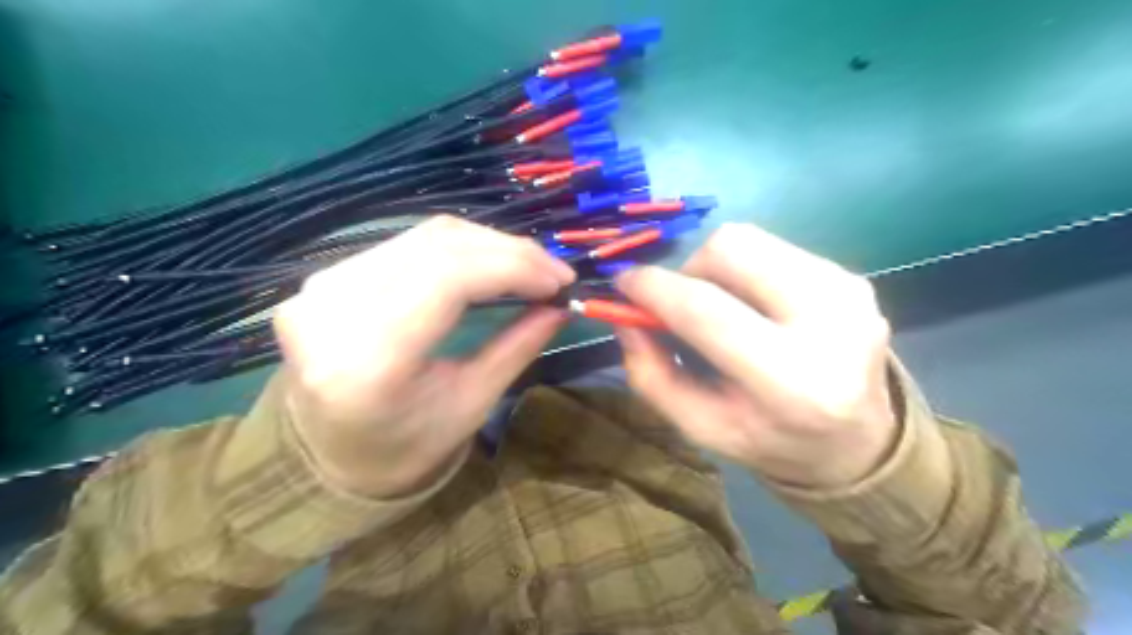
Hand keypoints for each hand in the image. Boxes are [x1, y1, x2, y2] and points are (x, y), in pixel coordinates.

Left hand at [274, 215, 574, 498]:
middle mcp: (333, 312)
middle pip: (437, 247)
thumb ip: (517, 348)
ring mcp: (321, 288)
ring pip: (424, 236)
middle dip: (509, 252)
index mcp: (368, 362)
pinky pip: (408, 243)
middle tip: (554, 272)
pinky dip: (460, 248)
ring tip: (530, 267)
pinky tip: (489, 263)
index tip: (560, 280)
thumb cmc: (406, 445)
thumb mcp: (471, 405)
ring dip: (488, 244)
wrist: (332, 454)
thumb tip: (560, 305)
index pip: (447, 279)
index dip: (512, 267)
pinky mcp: (326, 277)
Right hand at [616, 223, 897, 491]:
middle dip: (688, 268)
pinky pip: (775, 249)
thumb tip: (625, 314)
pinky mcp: (853, 277)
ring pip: (751, 239)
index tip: (624, 283)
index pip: (706, 311)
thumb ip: (651, 373)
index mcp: (789, 383)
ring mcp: (849, 292)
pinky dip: (747, 269)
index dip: (654, 288)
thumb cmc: (770, 440)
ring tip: (721, 304)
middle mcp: (830, 325)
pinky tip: (754, 305)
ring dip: (717, 266)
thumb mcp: (699, 426)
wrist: (858, 442)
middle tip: (682, 301)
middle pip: (730, 249)